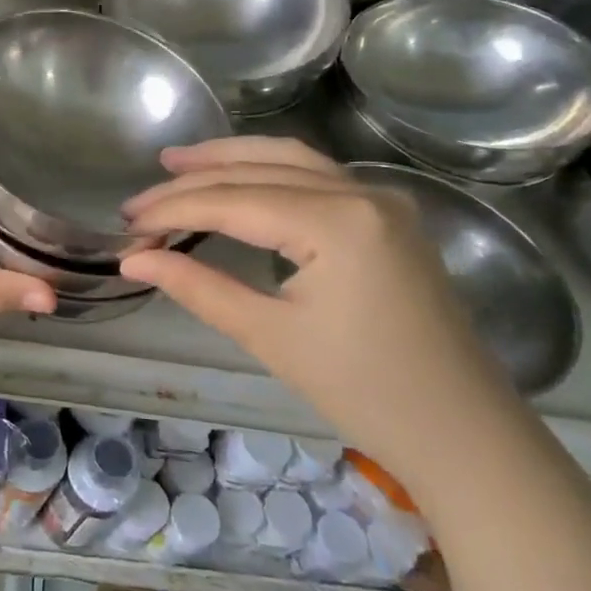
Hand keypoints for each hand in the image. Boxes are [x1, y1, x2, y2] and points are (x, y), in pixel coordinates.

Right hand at [118, 136, 517, 481]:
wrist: (462, 432)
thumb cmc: (364, 391)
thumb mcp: (268, 336)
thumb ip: (196, 287)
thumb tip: (133, 261)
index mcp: (336, 222)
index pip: (232, 200)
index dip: (172, 211)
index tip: (128, 227)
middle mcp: (361, 192)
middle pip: (256, 171)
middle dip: (191, 182)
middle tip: (137, 203)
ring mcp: (380, 200)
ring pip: (288, 159)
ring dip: (229, 159)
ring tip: (176, 163)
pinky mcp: (386, 215)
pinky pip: (315, 174)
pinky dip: (266, 170)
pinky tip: (237, 179)